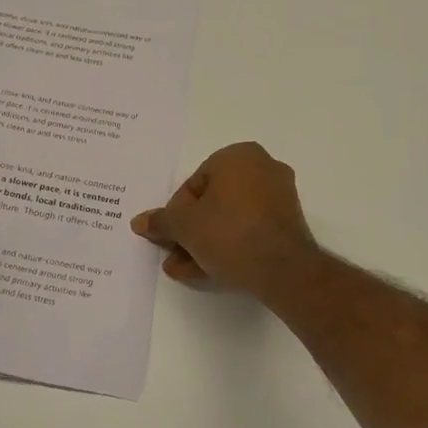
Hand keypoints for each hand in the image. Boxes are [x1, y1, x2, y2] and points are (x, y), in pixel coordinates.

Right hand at [131, 143, 317, 297]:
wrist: (282, 270)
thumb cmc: (228, 233)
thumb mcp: (184, 227)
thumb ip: (160, 221)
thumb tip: (139, 222)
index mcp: (238, 156)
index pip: (194, 184)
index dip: (175, 214)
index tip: (167, 236)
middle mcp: (263, 169)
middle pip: (212, 203)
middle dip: (189, 232)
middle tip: (173, 255)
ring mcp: (279, 198)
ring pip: (230, 220)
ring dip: (204, 243)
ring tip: (184, 269)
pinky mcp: (288, 225)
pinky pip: (249, 231)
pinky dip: (228, 247)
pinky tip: (206, 271)